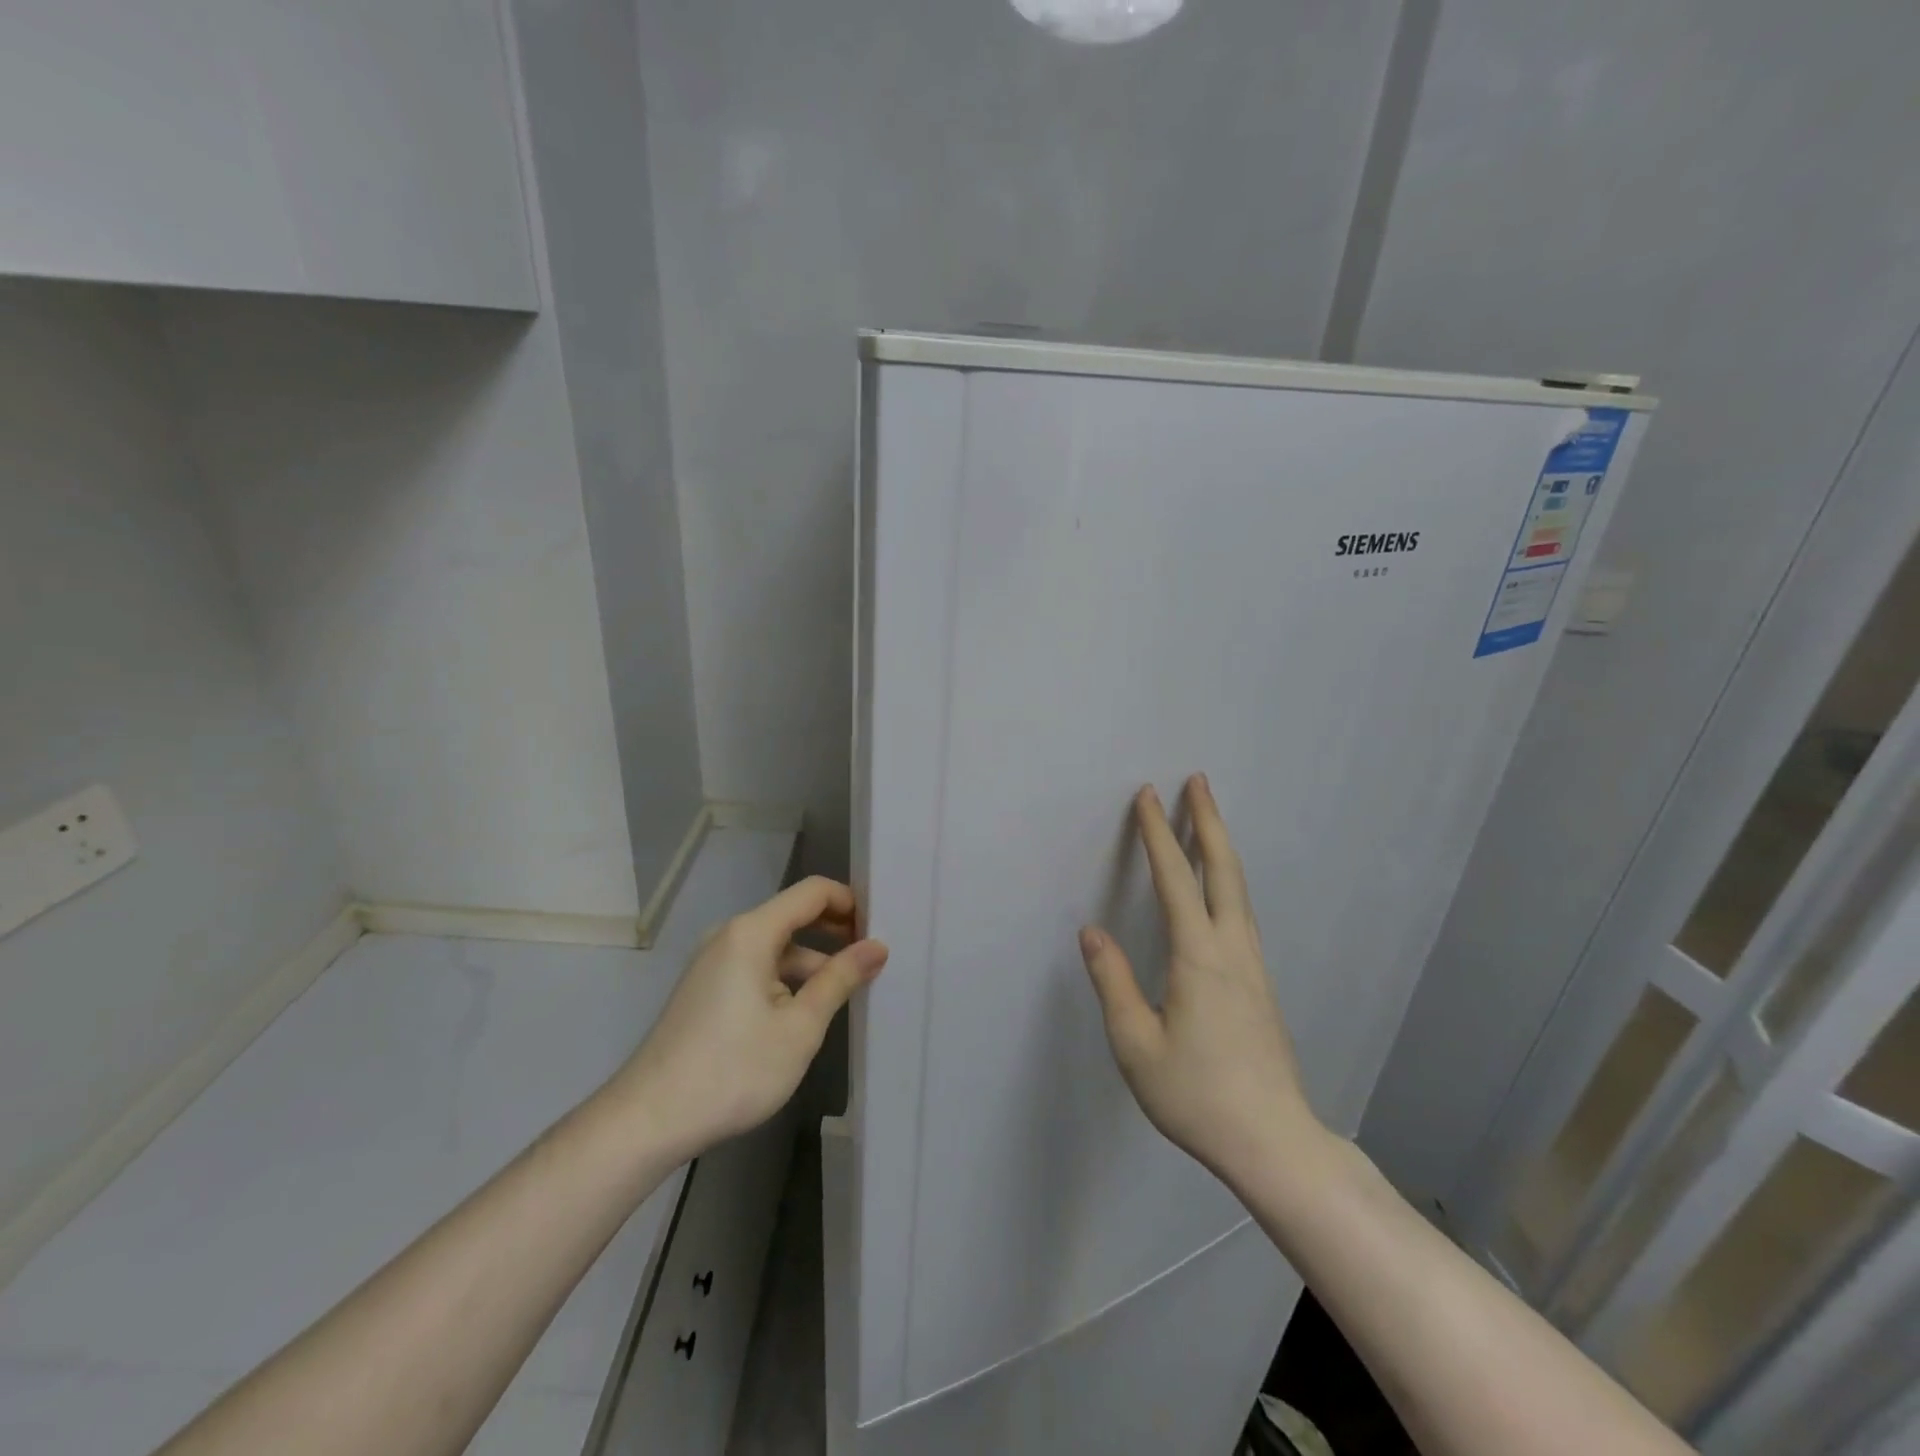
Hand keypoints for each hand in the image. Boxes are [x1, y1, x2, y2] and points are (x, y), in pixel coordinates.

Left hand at [611, 877, 887, 1160]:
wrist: (648, 1120)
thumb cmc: (733, 1070)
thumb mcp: (800, 1027)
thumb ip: (839, 980)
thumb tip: (876, 947)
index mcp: (752, 933)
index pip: (812, 892)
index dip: (850, 902)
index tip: (880, 930)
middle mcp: (730, 936)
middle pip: (793, 916)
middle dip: (835, 932)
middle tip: (872, 959)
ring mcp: (713, 963)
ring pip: (776, 947)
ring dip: (812, 961)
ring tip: (847, 992)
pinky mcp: (706, 989)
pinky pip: (756, 968)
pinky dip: (786, 979)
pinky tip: (804, 1013)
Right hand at [1079, 775, 1320, 1188]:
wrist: (1274, 1143)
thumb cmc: (1198, 1095)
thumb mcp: (1137, 1045)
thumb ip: (1114, 983)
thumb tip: (1092, 931)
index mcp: (1199, 957)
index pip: (1174, 879)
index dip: (1158, 835)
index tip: (1147, 797)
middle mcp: (1232, 949)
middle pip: (1223, 870)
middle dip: (1208, 820)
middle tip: (1197, 780)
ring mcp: (1253, 965)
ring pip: (1238, 889)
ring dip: (1220, 846)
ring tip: (1207, 819)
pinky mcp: (1260, 983)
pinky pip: (1241, 912)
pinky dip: (1227, 879)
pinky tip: (1219, 887)